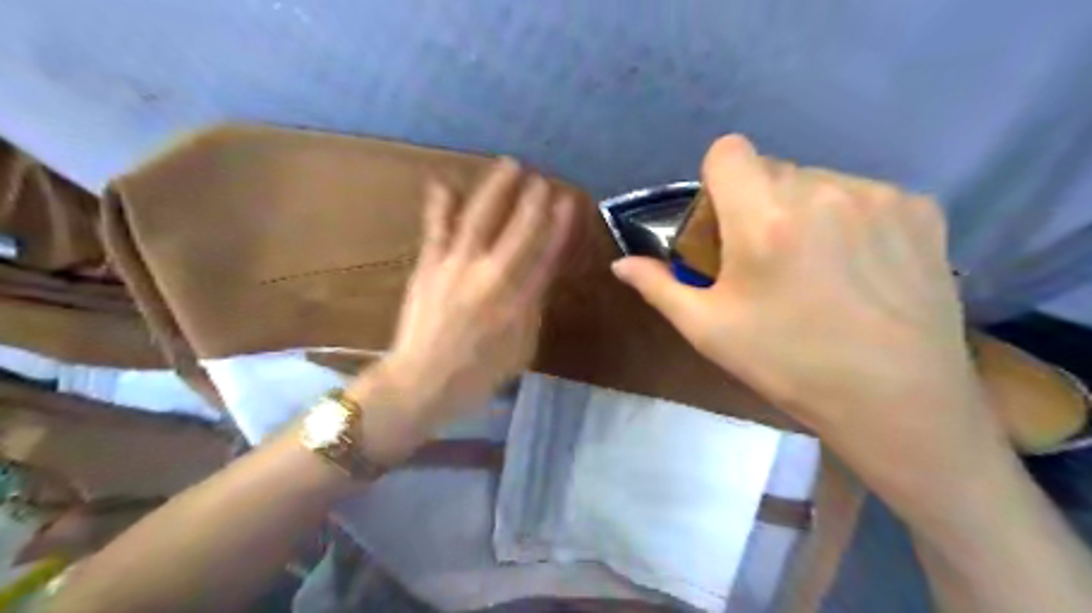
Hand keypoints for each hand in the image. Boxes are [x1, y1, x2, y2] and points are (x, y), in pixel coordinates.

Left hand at [351, 158, 575, 459]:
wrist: (422, 380)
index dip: (560, 226)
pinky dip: (442, 204)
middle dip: (533, 200)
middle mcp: (491, 276)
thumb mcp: (521, 347)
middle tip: (542, 178)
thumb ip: (532, 308)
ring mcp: (457, 266)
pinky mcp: (429, 265)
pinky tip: (444, 182)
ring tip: (509, 165)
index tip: (568, 202)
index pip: (546, 253)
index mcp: (519, 301)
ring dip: (497, 188)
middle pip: (519, 228)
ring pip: (481, 217)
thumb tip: (538, 276)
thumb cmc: (479, 373)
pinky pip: (437, 228)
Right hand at [612, 136, 999, 474]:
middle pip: (772, 169)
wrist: (896, 400)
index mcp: (763, 217)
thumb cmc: (788, 364)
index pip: (727, 151)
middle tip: (767, 257)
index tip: (724, 223)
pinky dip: (852, 220)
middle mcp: (821, 190)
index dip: (717, 181)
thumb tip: (621, 265)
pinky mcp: (922, 209)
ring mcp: (878, 195)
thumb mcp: (709, 330)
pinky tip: (861, 269)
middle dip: (758, 202)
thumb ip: (659, 287)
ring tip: (817, 267)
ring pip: (819, 181)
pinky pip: (865, 196)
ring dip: (805, 210)